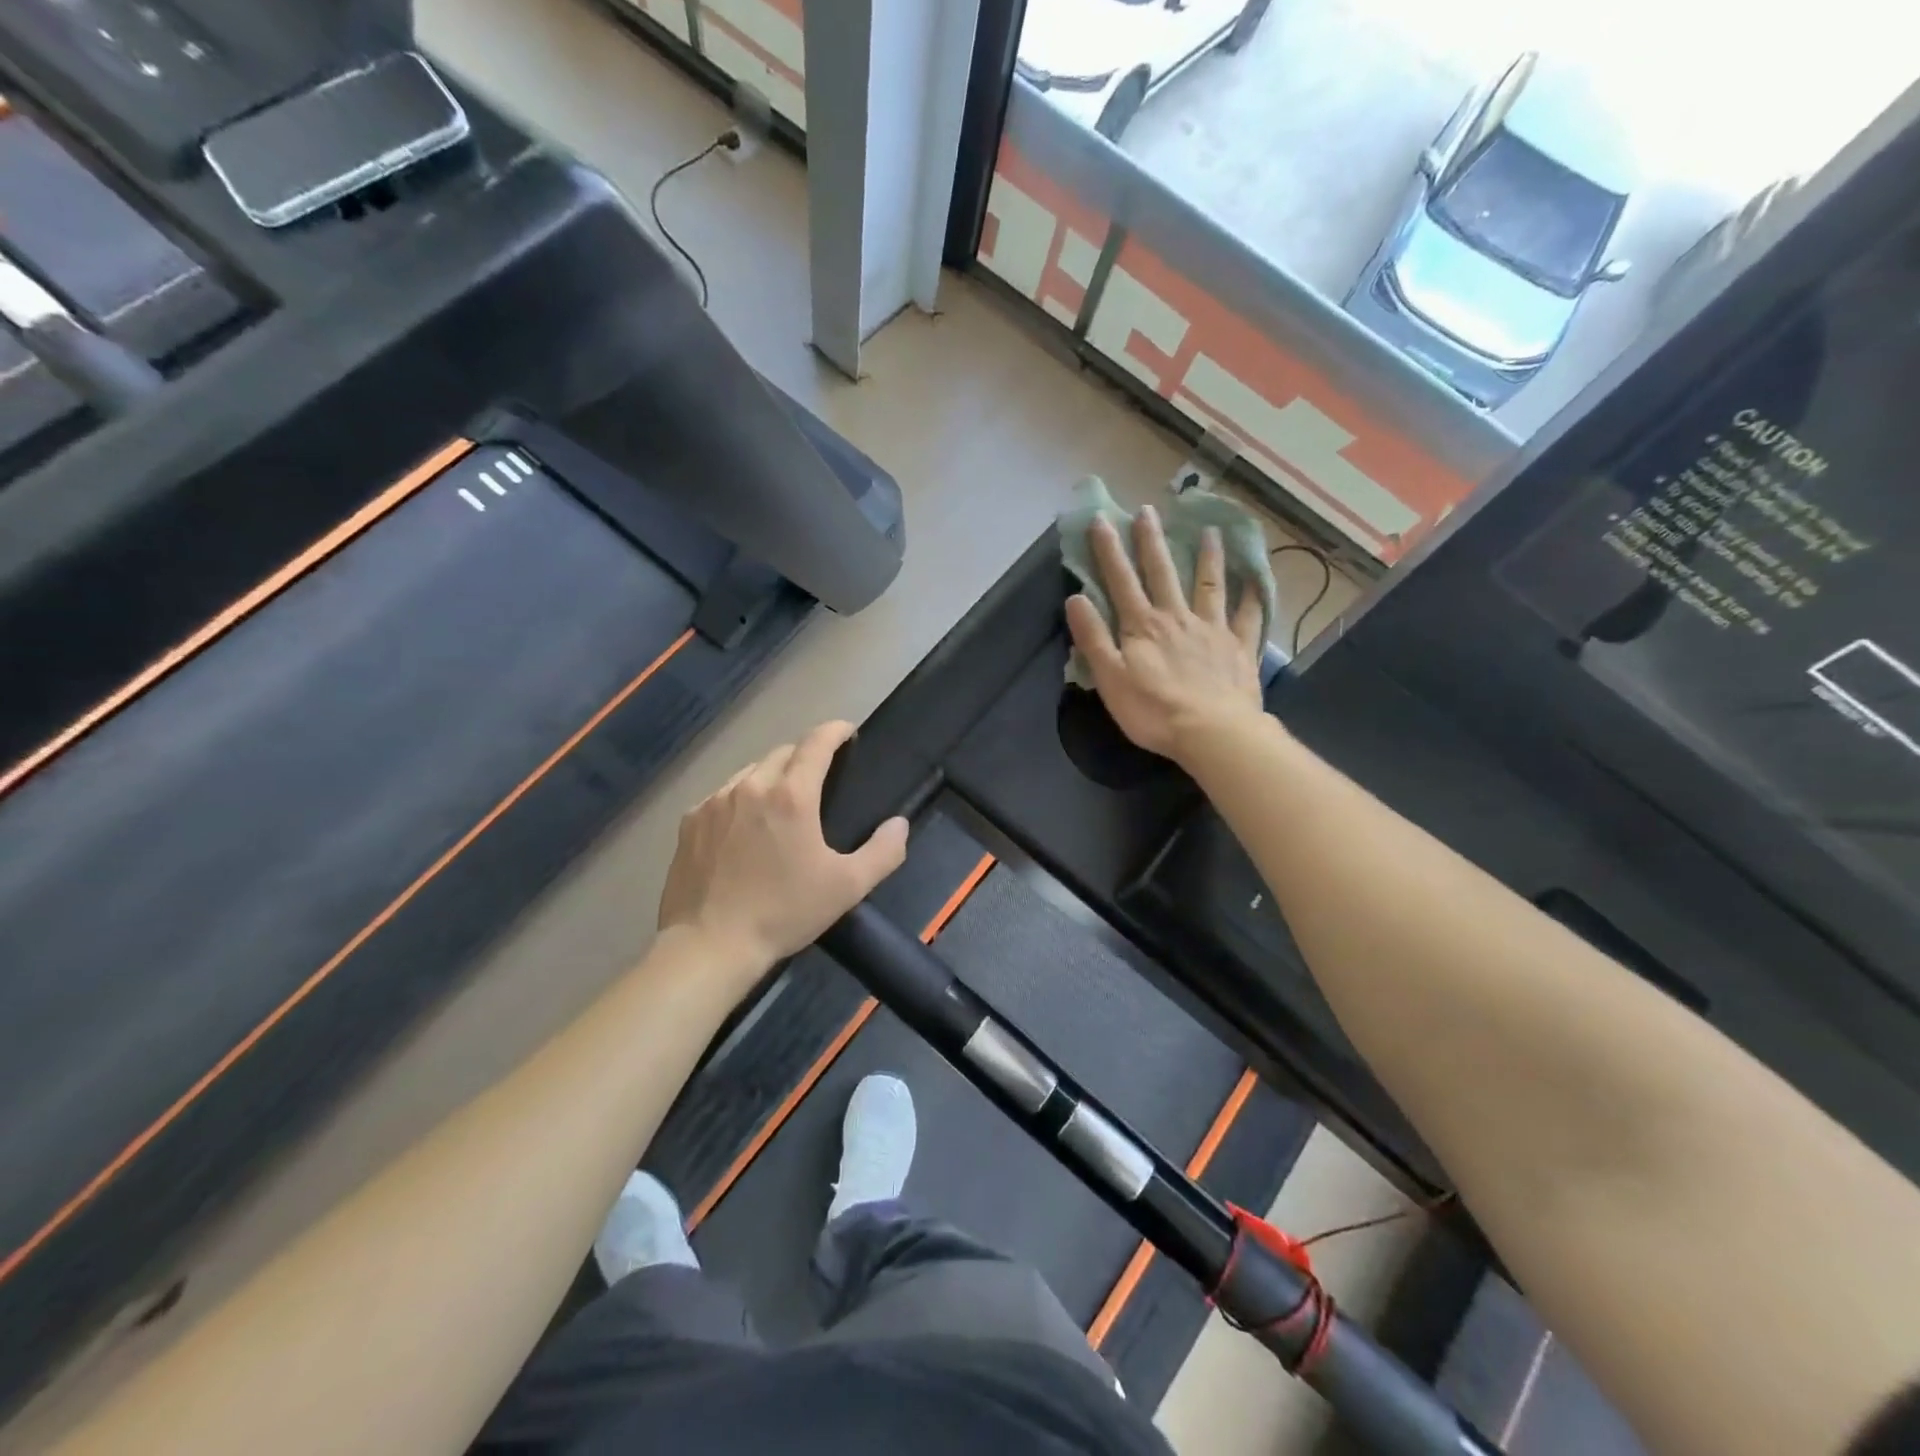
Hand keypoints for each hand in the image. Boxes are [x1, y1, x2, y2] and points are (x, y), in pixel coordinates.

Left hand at [658, 721, 908, 977]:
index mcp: (792, 795)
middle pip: (783, 753)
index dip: (835, 731)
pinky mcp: (690, 821)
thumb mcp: (847, 887)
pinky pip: (722, 794)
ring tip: (782, 802)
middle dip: (805, 756)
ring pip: (750, 771)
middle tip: (820, 779)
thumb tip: (899, 824)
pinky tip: (745, 827)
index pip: (816, 743)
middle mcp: (751, 786)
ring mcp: (715, 801)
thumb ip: (883, 852)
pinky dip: (741, 797)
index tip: (848, 732)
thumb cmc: (783, 913)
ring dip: (772, 776)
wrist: (709, 945)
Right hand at [1064, 506, 1265, 762]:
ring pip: (1209, 585)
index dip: (1109, 550)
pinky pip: (1248, 616)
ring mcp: (1212, 630)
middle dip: (1152, 541)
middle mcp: (1177, 617)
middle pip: (1163, 573)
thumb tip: (1075, 597)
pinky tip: (1256, 581)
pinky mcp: (1239, 648)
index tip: (1102, 519)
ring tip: (1209, 530)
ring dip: (1207, 557)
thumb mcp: (1110, 678)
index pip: (1121, 581)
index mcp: (1143, 626)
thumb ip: (1092, 637)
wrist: (1212, 733)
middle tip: (1149, 510)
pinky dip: (1252, 597)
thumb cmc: (1153, 710)